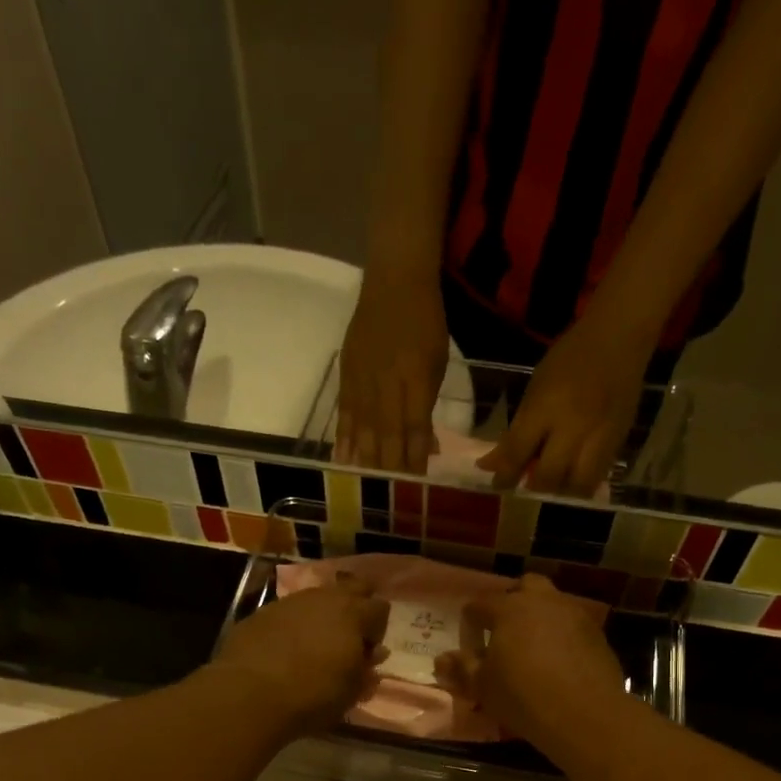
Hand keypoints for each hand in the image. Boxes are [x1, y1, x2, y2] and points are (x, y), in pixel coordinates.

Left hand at [213, 576, 390, 734]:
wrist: (249, 695)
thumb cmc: (313, 696)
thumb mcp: (351, 691)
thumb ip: (366, 669)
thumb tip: (373, 654)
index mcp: (352, 614)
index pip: (380, 609)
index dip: (377, 630)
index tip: (367, 654)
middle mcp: (323, 598)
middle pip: (350, 588)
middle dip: (355, 607)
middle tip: (348, 637)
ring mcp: (288, 602)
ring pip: (315, 599)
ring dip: (321, 616)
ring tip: (314, 645)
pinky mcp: (260, 613)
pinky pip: (286, 613)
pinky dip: (292, 626)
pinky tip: (284, 650)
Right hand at [337, 269, 447, 473]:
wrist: (393, 280)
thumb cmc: (425, 322)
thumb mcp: (437, 364)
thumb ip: (427, 407)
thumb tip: (426, 449)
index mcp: (414, 378)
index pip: (413, 429)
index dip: (413, 460)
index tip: (415, 488)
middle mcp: (386, 383)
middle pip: (385, 435)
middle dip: (388, 468)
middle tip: (389, 500)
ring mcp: (362, 380)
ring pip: (362, 429)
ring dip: (365, 461)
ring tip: (365, 490)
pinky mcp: (345, 376)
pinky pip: (343, 414)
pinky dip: (343, 440)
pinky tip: (343, 462)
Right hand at [434, 574, 628, 755]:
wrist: (585, 715)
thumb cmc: (523, 696)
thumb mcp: (482, 687)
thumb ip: (461, 669)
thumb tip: (442, 659)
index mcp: (509, 609)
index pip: (480, 604)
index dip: (470, 622)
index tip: (470, 643)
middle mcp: (543, 601)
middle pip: (524, 586)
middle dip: (512, 601)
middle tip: (504, 631)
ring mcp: (574, 614)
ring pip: (552, 603)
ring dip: (539, 616)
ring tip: (533, 647)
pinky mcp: (597, 634)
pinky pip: (572, 625)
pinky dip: (562, 635)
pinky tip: (559, 661)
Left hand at [479, 317, 648, 496]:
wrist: (620, 337)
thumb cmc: (570, 356)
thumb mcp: (535, 388)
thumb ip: (517, 430)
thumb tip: (492, 463)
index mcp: (546, 407)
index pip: (518, 453)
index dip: (504, 475)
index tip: (497, 484)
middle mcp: (573, 427)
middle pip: (549, 476)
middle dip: (534, 487)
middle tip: (527, 484)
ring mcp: (599, 436)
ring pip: (578, 485)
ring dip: (561, 491)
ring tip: (554, 484)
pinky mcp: (619, 441)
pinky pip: (599, 475)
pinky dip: (583, 482)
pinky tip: (574, 475)